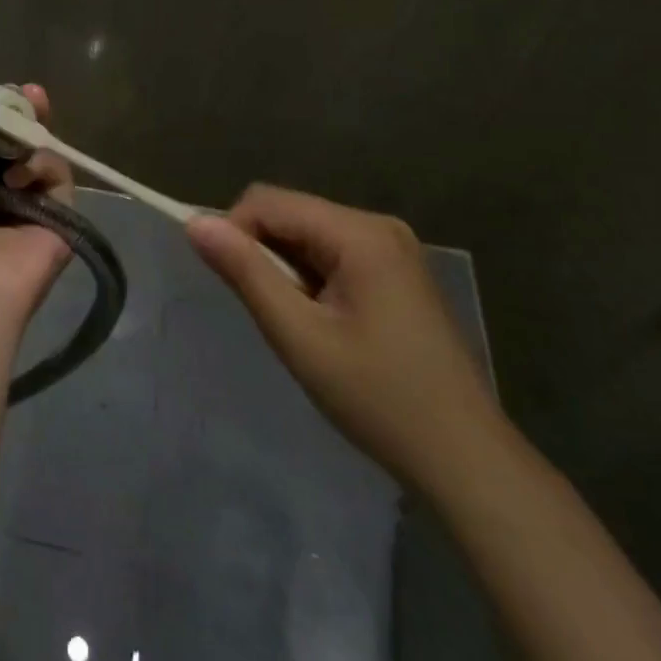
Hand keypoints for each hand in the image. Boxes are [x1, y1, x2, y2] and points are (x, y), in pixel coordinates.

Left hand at [0, 84, 74, 333]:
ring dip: (31, 143)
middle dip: (28, 115)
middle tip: (35, 94)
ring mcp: (32, 204)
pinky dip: (44, 168)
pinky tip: (23, 178)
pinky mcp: (61, 218)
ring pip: (43, 155)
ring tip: (18, 152)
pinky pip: (60, 177)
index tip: (7, 92)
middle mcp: (0, 191)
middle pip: (22, 142)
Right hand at [186, 185, 505, 496]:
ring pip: (308, 233)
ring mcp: (394, 248)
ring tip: (297, 323)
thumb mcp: (299, 336)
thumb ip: (245, 272)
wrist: (466, 460)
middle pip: (290, 213)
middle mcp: (378, 226)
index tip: (231, 286)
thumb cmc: (378, 399)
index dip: (234, 232)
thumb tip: (195, 223)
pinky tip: (322, 322)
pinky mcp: (398, 271)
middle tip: (267, 312)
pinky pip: (332, 252)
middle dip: (262, 252)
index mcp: (360, 233)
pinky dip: (310, 277)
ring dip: (286, 268)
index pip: (267, 201)